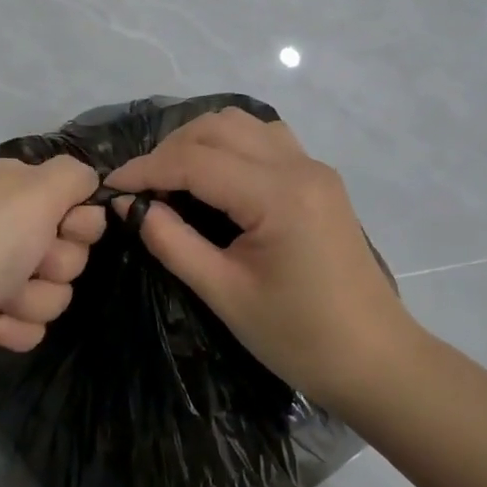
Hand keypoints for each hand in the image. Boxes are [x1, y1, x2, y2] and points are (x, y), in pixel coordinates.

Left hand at [0, 155, 106, 377]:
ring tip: (2, 297)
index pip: (73, 199)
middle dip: (57, 263)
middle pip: (69, 248)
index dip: (80, 220)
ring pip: (53, 290)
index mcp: (12, 186)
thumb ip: (74, 176)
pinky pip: (29, 322)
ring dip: (35, 298)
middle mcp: (2, 223)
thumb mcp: (38, 189)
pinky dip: (15, 325)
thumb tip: (87, 180)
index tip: (67, 227)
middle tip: (32, 262)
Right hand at [105, 110, 414, 405]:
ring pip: (241, 124)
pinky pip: (264, 139)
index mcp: (278, 195)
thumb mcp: (224, 293)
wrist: (376, 362)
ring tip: (172, 179)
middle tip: (140, 188)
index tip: (109, 186)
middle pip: (217, 128)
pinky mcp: (318, 179)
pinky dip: (229, 145)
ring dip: (199, 141)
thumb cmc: (299, 338)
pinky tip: (214, 177)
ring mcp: (313, 168)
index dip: (145, 169)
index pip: (195, 161)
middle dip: (169, 150)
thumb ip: (171, 242)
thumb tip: (129, 205)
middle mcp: (299, 166)